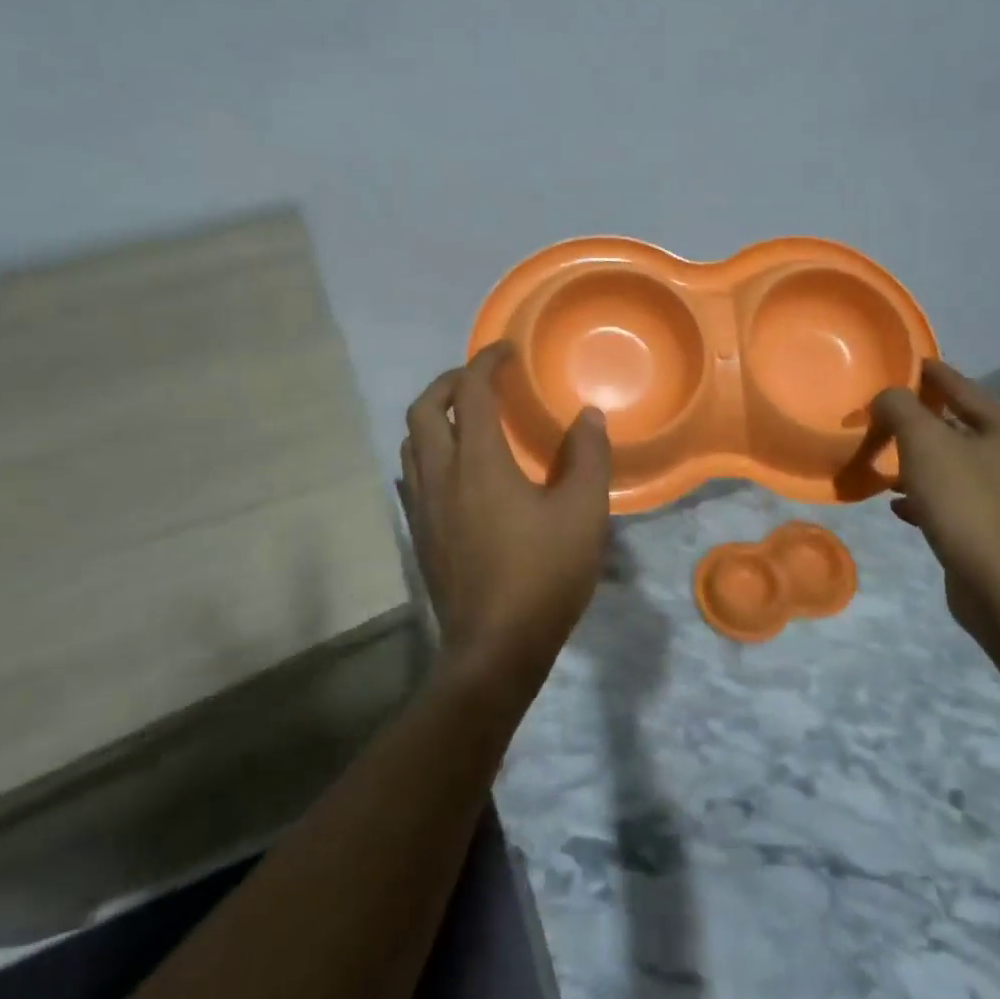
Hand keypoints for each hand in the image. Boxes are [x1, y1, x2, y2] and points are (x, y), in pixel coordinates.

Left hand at [398, 343, 612, 694]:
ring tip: (466, 416)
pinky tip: (456, 468)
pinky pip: (412, 472)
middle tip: (480, 377)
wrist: (494, 648)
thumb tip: (588, 415)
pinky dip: (429, 450)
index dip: (486, 362)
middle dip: (449, 381)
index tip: (507, 350)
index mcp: (478, 463)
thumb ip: (587, 457)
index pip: (472, 392)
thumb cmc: (543, 576)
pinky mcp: (420, 532)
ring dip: (433, 415)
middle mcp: (440, 474)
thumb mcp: (583, 513)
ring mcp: (423, 505)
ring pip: (411, 441)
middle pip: (424, 409)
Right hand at [871, 360, 999, 639]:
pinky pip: (953, 501)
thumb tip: (887, 397)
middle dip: (921, 421)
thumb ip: (900, 407)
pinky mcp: (994, 531)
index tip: (904, 362)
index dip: (930, 373)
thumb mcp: (922, 440)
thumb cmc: (963, 499)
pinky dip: (925, 496)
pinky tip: (899, 505)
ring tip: (886, 462)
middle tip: (885, 415)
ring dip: (920, 462)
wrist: (997, 582)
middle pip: (959, 427)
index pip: (962, 387)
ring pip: (954, 466)